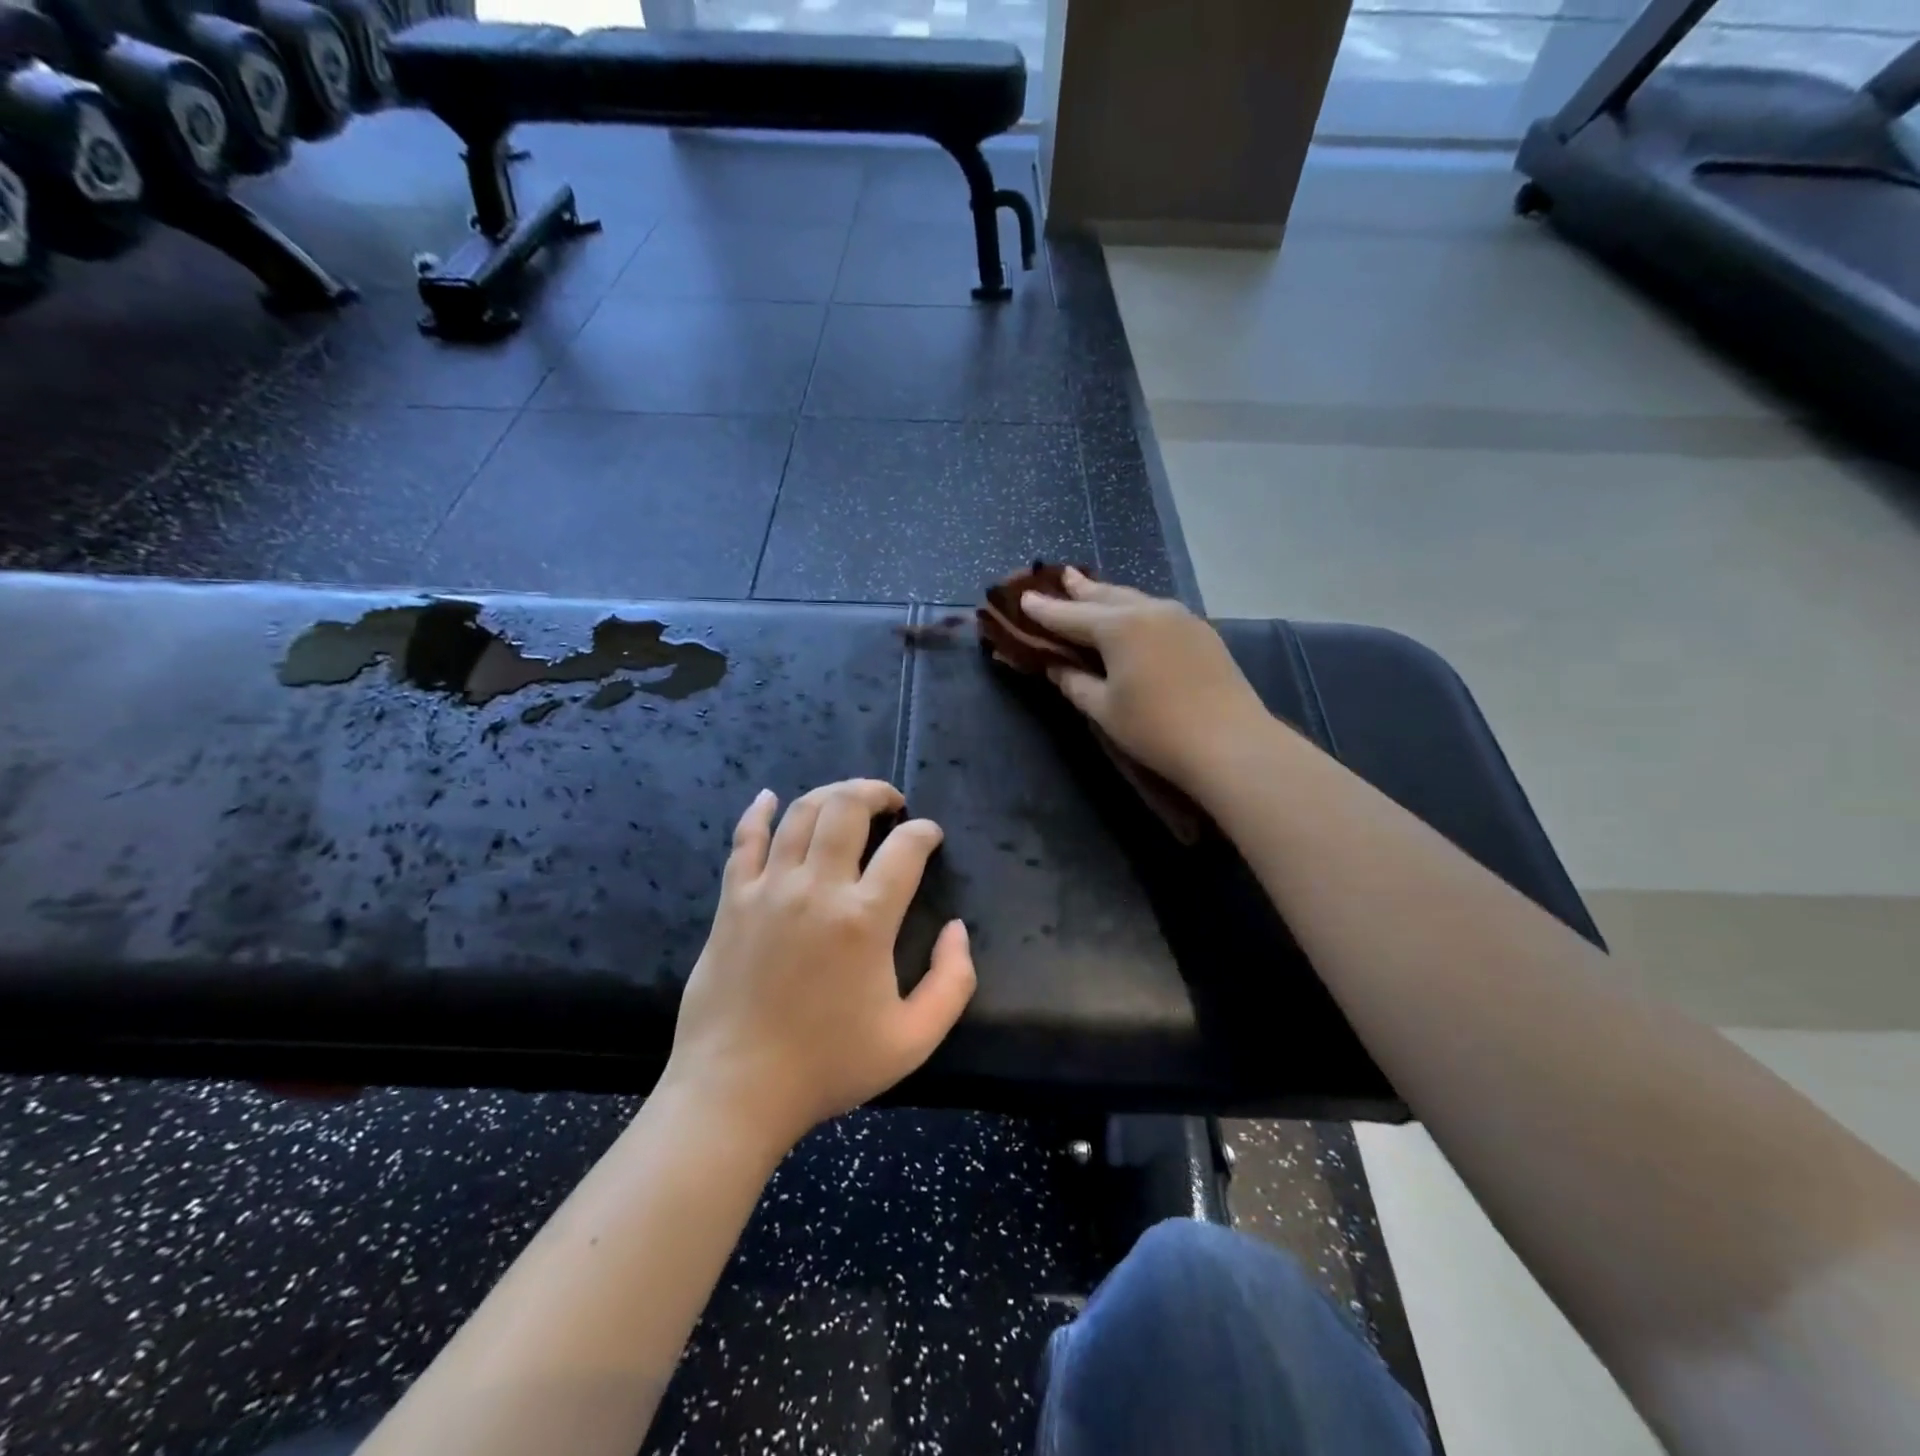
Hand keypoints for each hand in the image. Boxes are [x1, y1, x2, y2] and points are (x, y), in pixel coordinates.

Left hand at [663, 780, 975, 1151]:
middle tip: (890, 802)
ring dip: (830, 794)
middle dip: (875, 793)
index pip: (905, 849)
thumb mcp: (913, 1040)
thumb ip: (953, 982)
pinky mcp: (733, 900)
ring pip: (801, 814)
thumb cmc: (829, 1066)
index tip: (930, 837)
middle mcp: (817, 889)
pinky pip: (744, 840)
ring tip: (847, 799)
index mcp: (865, 920)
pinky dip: (758, 812)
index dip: (925, 833)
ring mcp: (769, 889)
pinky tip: (769, 797)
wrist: (737, 1090)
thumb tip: (957, 929)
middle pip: (847, 808)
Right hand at [1021, 568, 1272, 792]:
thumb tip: (1057, 667)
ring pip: (1135, 600)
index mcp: (1118, 626)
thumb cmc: (1155, 728)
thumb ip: (1075, 683)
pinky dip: (1136, 610)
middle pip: (1106, 596)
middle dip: (1081, 589)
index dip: (1045, 610)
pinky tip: (1134, 617)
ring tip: (1093, 590)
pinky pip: (1158, 612)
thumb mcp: (1104, 709)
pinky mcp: (1202, 632)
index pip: (1071, 615)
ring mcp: (1181, 617)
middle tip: (1062, 577)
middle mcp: (1149, 610)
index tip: (1024, 598)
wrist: (1229, 742)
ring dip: (1110, 596)